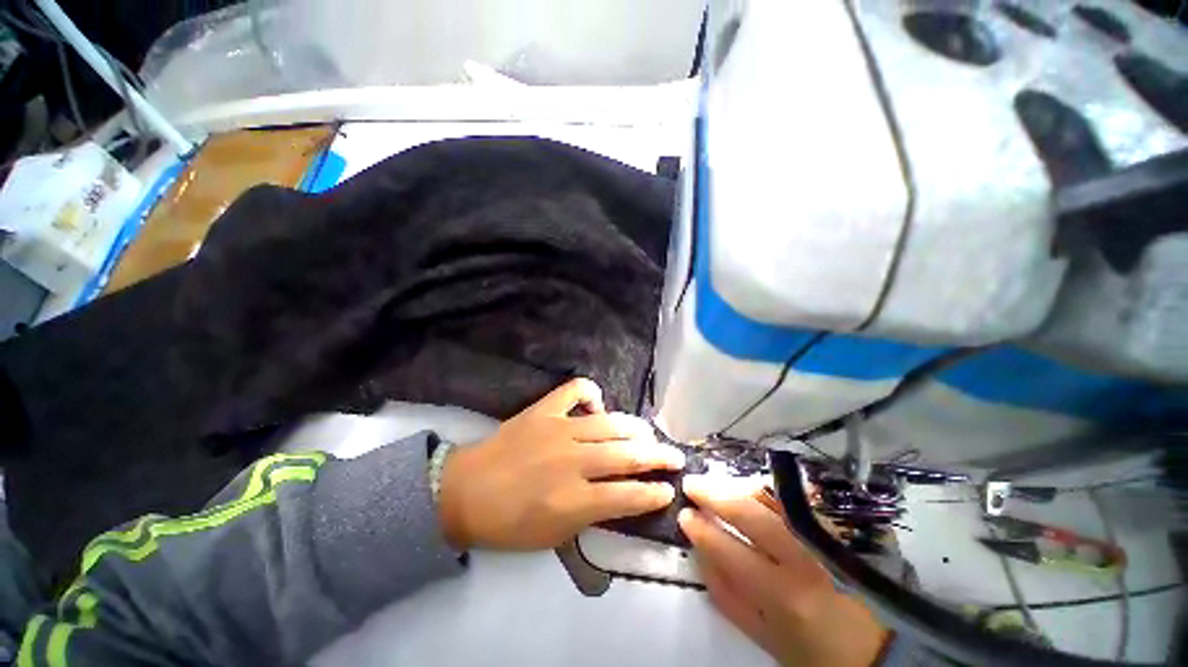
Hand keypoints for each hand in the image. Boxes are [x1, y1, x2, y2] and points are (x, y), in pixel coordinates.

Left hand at [438, 378, 685, 550]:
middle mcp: (573, 460)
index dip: (654, 493)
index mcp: (575, 499)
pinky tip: (597, 406)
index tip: (669, 489)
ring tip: (649, 434)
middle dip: (658, 457)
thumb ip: (592, 514)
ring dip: (636, 429)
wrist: (464, 492)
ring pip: (611, 424)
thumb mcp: (555, 535)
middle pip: (628, 455)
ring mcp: (559, 429)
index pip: (629, 495)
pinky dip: (592, 394)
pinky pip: (576, 390)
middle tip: (673, 457)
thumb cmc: (508, 523)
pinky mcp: (545, 410)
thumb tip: (621, 495)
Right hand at [679, 475, 889, 666]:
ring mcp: (825, 535)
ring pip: (772, 495)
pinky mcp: (840, 524)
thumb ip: (729, 599)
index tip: (684, 515)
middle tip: (692, 483)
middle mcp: (804, 556)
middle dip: (713, 493)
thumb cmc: (821, 653)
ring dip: (738, 485)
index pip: (728, 549)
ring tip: (719, 484)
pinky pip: (797, 496)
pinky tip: (753, 487)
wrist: (885, 649)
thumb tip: (700, 556)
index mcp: (784, 593)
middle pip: (748, 510)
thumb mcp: (769, 640)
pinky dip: (770, 488)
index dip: (701, 529)